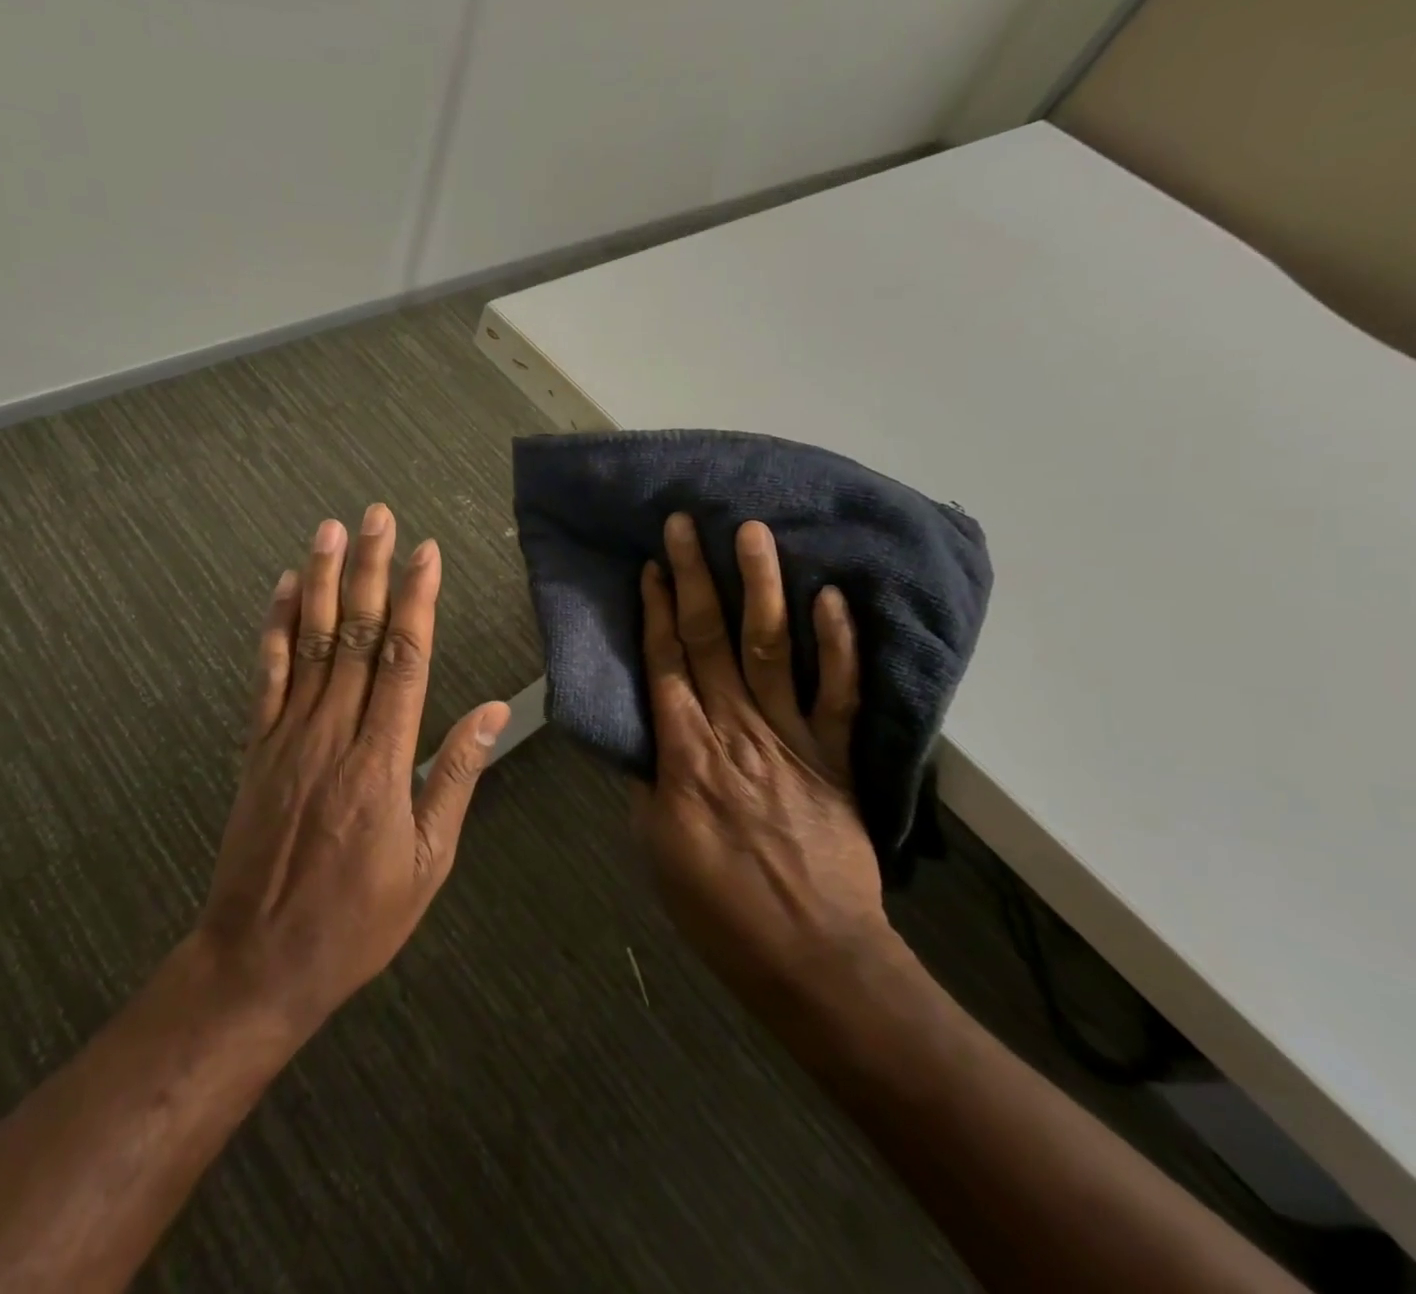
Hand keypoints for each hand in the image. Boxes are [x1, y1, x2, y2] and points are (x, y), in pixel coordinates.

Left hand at [194, 504, 509, 1033]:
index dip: (416, 600)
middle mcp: (334, 734)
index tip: (425, 553)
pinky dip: (274, 628)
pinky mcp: (256, 747)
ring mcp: (288, 735)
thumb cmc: (359, 918)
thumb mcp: (428, 861)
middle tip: (377, 516)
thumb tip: (489, 711)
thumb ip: (455, 776)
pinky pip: (266, 676)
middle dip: (369, 570)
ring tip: (330, 530)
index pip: (405, 659)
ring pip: (309, 643)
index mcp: (384, 761)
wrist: (260, 959)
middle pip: (355, 635)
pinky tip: (283, 589)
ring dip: (320, 581)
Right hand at [632, 513, 894, 1001]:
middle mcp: (734, 731)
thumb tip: (639, 734)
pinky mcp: (837, 759)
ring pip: (770, 649)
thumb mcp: (655, 846)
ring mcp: (791, 740)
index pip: (665, 663)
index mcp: (685, 754)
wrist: (812, 956)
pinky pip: (839, 694)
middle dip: (694, 577)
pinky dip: (837, 645)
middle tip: (685, 523)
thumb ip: (647, 780)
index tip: (649, 564)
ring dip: (760, 587)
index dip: (656, 610)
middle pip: (710, 641)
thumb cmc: (718, 906)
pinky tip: (831, 597)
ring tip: (753, 532)